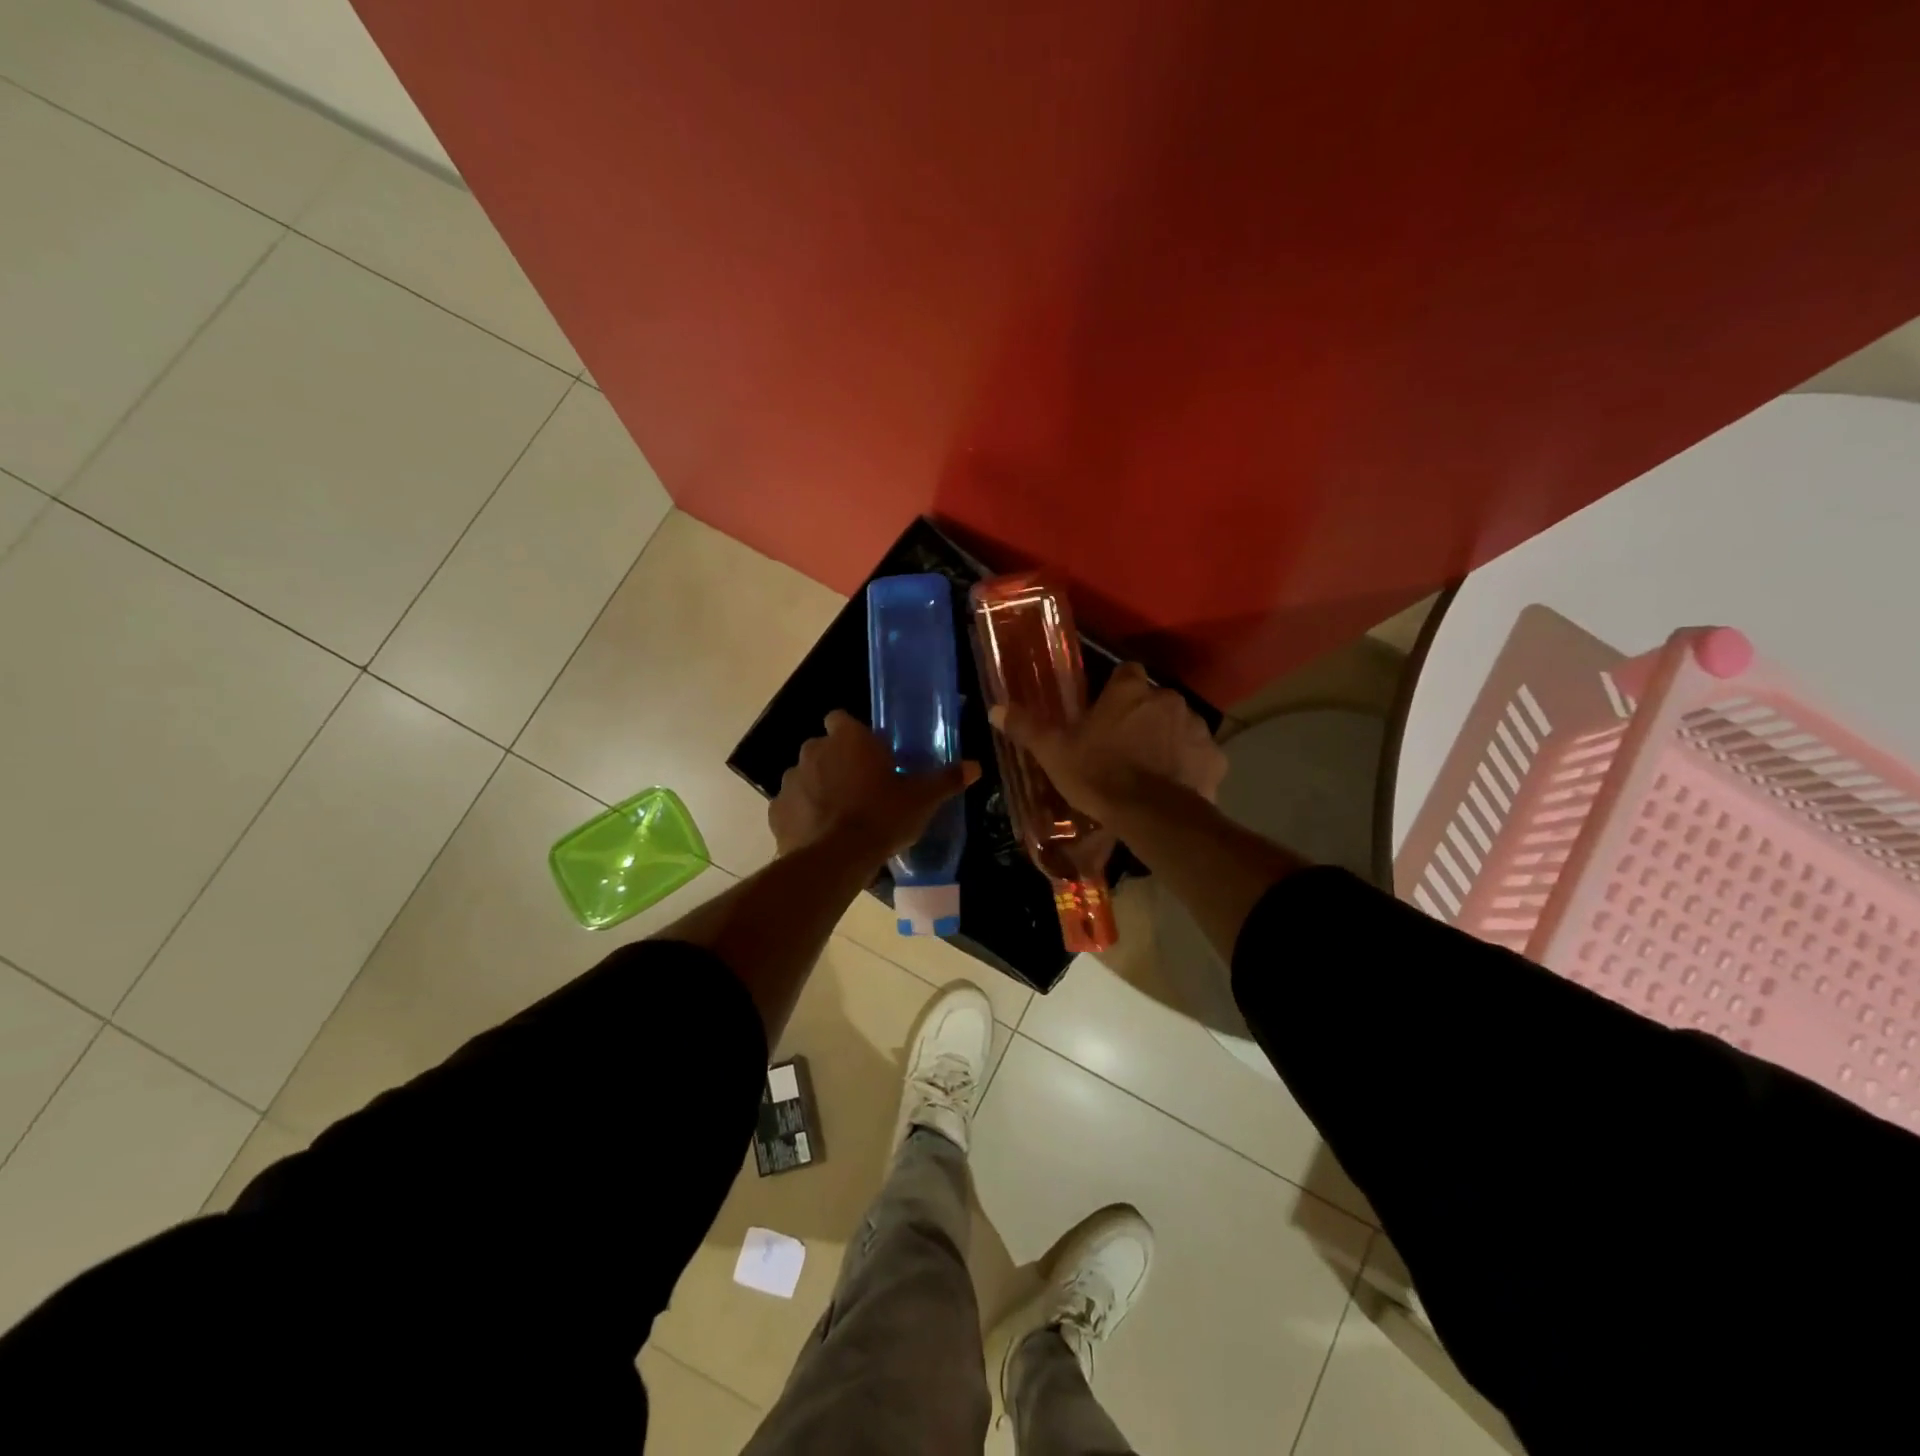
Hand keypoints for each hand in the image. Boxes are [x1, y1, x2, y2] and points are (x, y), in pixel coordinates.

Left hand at [770, 710, 979, 859]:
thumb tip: (975, 766)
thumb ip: (946, 779)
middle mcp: (814, 750)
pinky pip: (792, 806)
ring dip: (819, 788)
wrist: (835, 859)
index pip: (841, 719)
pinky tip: (820, 834)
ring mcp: (790, 779)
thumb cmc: (882, 817)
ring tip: (840, 815)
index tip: (869, 755)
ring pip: (806, 776)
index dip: (853, 734)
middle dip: (837, 763)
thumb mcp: (922, 799)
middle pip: (824, 748)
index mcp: (848, 739)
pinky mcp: (776, 810)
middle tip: (861, 788)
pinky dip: (803, 815)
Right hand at [990, 662, 1225, 822]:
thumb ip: (1027, 727)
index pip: (1126, 672)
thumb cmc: (1099, 775)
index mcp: (1130, 691)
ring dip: (1167, 739)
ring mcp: (1196, 727)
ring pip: (1179, 725)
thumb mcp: (1054, 752)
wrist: (1152, 815)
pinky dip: (1189, 766)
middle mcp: (1168, 699)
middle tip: (1123, 746)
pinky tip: (1173, 786)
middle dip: (1142, 717)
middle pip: (1154, 699)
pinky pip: (1199, 755)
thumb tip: (995, 708)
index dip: (1117, 690)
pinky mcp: (1214, 758)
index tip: (1106, 711)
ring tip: (1148, 769)